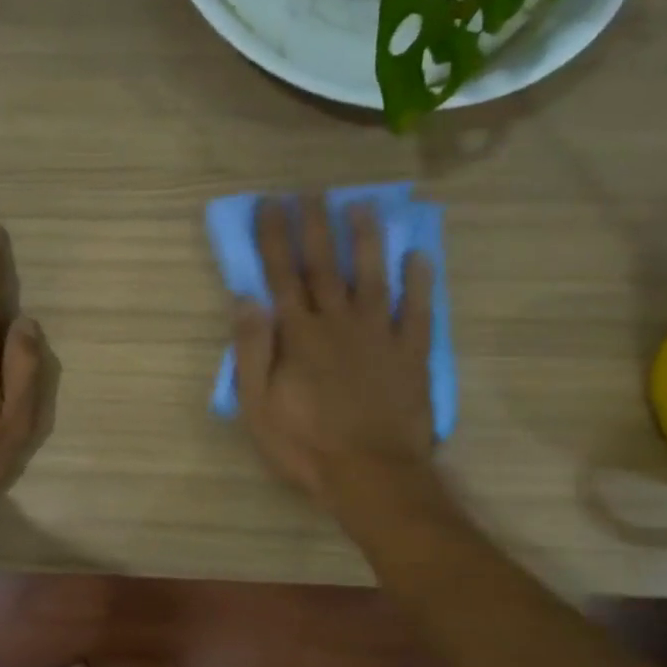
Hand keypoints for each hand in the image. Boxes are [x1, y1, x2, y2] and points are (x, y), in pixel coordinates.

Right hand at [234, 196, 438, 505]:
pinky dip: (421, 281)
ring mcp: (380, 335)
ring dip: (366, 239)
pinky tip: (419, 255)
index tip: (270, 204)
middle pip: (325, 266)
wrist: (371, 475)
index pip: (282, 275)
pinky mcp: (412, 354)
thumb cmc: (305, 446)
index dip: (274, 237)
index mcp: (299, 336)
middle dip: (315, 226)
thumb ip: (252, 350)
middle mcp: (339, 323)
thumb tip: (246, 298)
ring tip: (361, 206)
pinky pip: (419, 310)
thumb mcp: (258, 406)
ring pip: (373, 276)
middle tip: (311, 192)